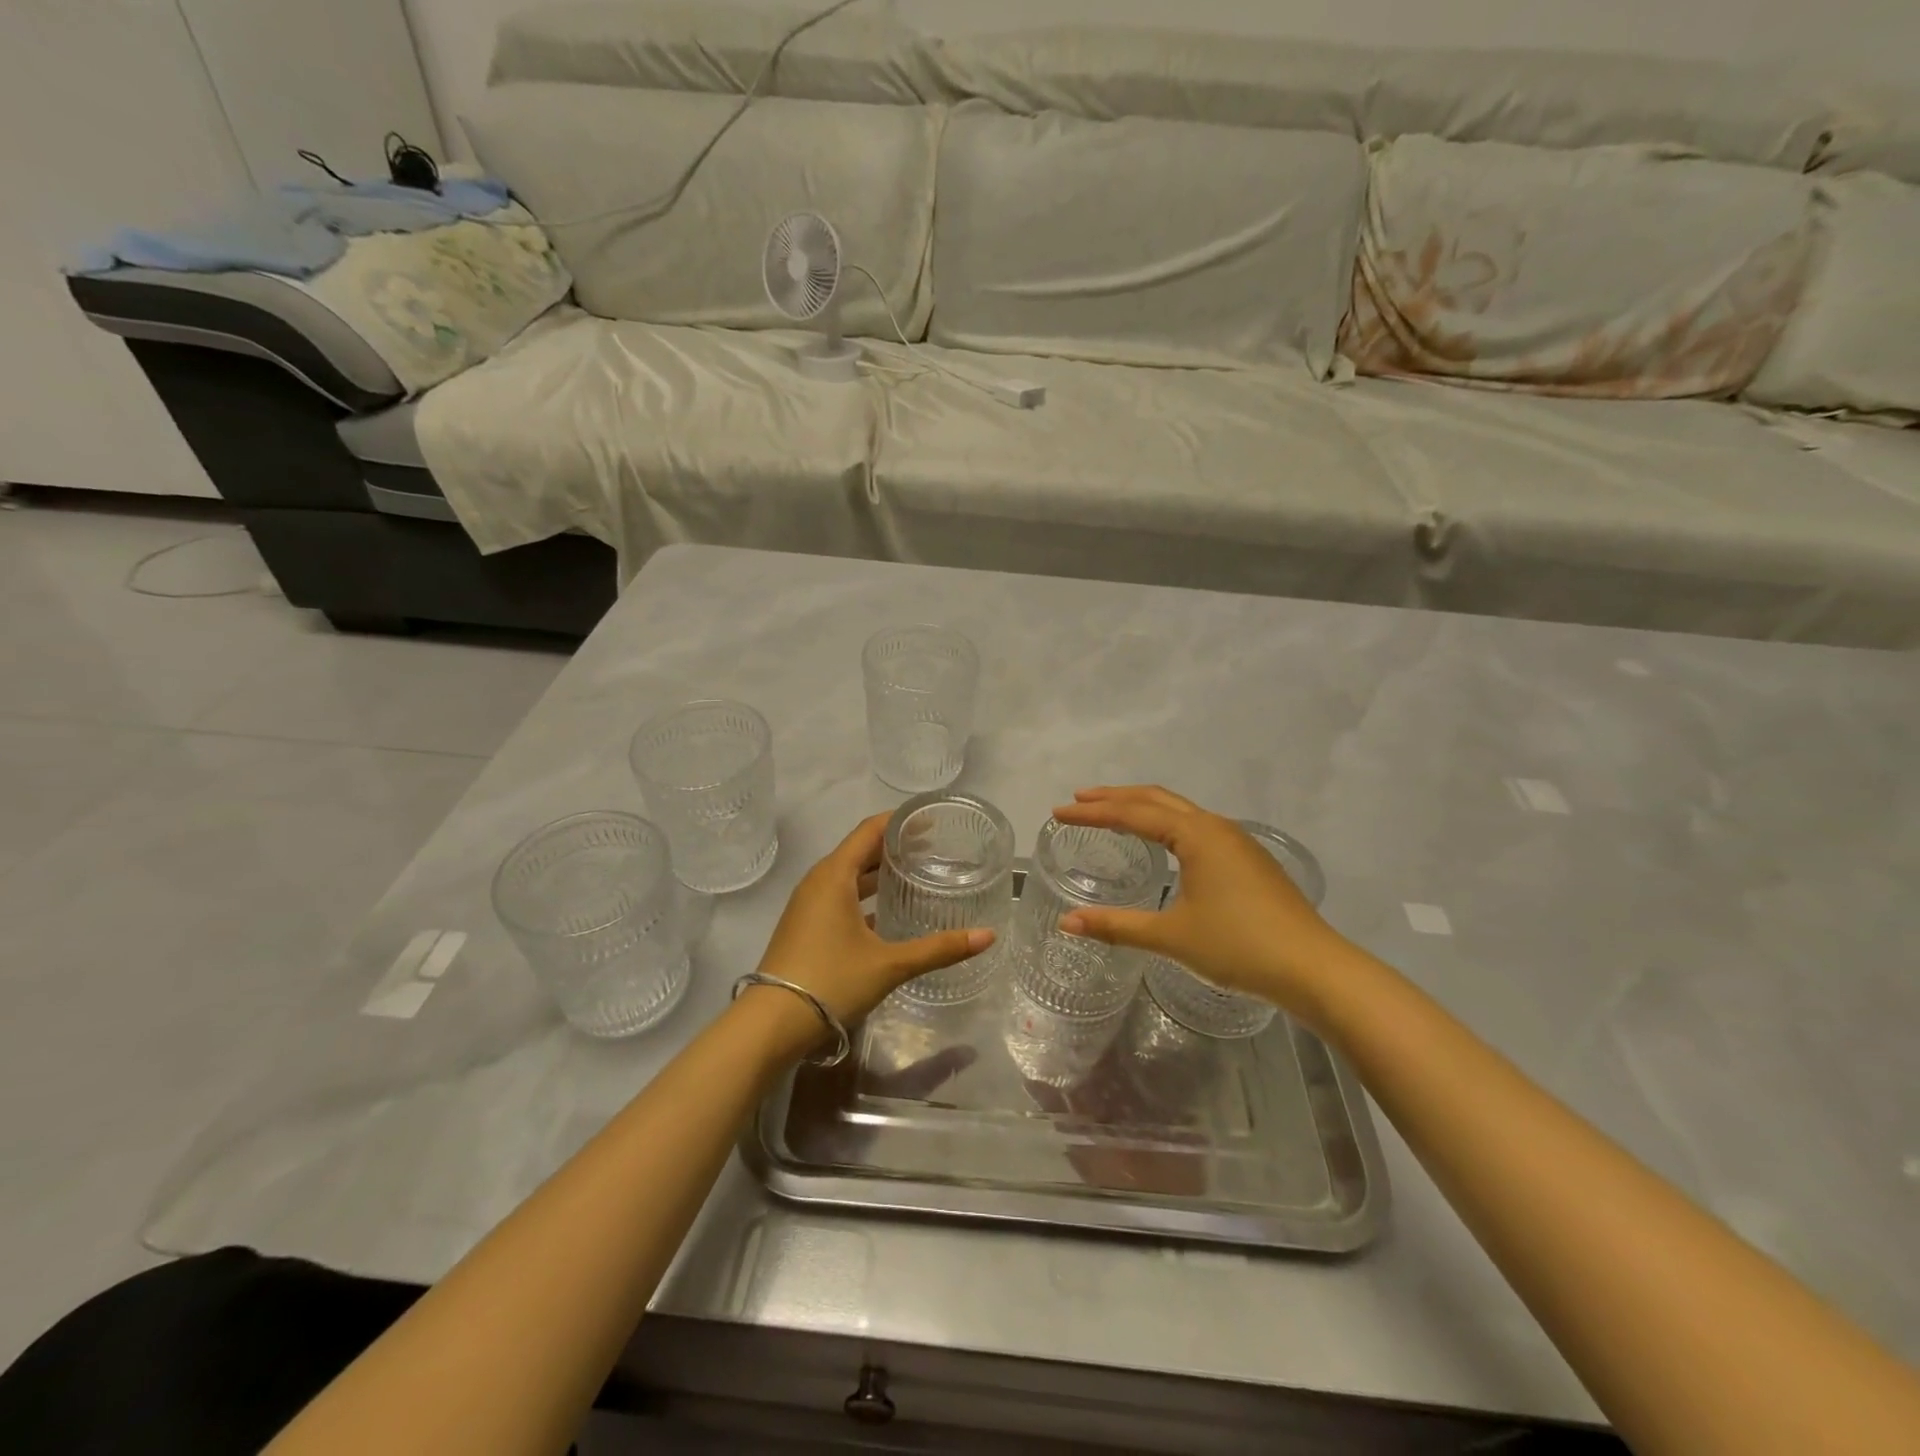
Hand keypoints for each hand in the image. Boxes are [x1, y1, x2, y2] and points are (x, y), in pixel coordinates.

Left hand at [754, 813, 994, 1028]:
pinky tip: (888, 914)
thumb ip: (939, 949)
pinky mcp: (805, 927)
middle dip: (894, 847)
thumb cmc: (831, 981)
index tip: (931, 820)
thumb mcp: (890, 964)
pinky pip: (839, 897)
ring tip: (914, 876)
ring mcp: (807, 905)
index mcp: (834, 875)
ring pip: (848, 876)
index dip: (899, 821)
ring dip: (878, 873)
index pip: (870, 830)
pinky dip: (864, 897)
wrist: (772, 1024)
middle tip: (933, 849)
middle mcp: (818, 881)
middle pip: (859, 851)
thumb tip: (987, 936)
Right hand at [1050, 786, 1348, 1021]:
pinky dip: (1166, 824)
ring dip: (1142, 807)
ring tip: (1112, 814)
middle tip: (1078, 800)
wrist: (1314, 968)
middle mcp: (1215, 827)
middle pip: (1156, 799)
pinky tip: (1161, 844)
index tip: (1057, 812)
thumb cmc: (1238, 945)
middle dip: (1115, 797)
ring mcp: (1236, 842)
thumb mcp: (1171, 936)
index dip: (1092, 813)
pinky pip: (1196, 827)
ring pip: (1179, 811)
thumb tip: (1066, 923)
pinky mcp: (1248, 860)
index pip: (1132, 814)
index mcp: (1196, 835)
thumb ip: (1116, 926)